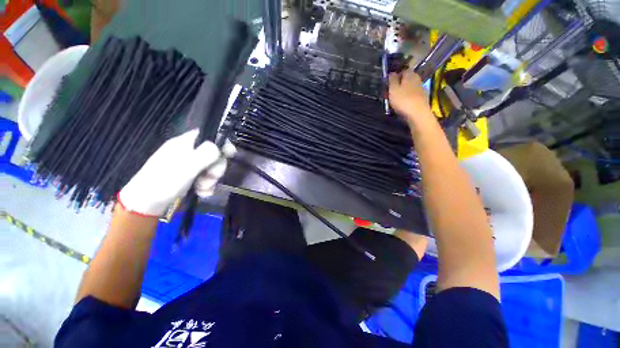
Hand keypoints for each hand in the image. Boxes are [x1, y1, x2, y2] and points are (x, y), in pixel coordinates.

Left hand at [118, 129, 235, 216]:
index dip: (222, 143)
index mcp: (186, 143)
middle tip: (211, 178)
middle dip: (216, 168)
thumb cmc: (163, 181)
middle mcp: (190, 151)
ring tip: (202, 189)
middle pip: (215, 154)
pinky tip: (202, 193)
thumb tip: (221, 145)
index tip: (229, 155)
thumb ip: (205, 154)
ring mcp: (190, 165)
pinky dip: (207, 186)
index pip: (210, 135)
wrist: (145, 203)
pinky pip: (206, 178)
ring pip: (212, 168)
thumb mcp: (186, 167)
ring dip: (211, 180)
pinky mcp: (190, 177)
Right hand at [388, 70, 432, 124]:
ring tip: (395, 100)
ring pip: (409, 87)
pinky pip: (411, 95)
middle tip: (390, 92)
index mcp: (410, 74)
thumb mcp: (393, 89)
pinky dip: (406, 98)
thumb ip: (392, 80)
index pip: (402, 70)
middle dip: (398, 84)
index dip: (395, 76)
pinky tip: (402, 104)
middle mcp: (417, 79)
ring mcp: (420, 89)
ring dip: (402, 92)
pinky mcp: (422, 98)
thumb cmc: (403, 100)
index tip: (389, 83)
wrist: (418, 113)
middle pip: (406, 79)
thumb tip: (392, 73)